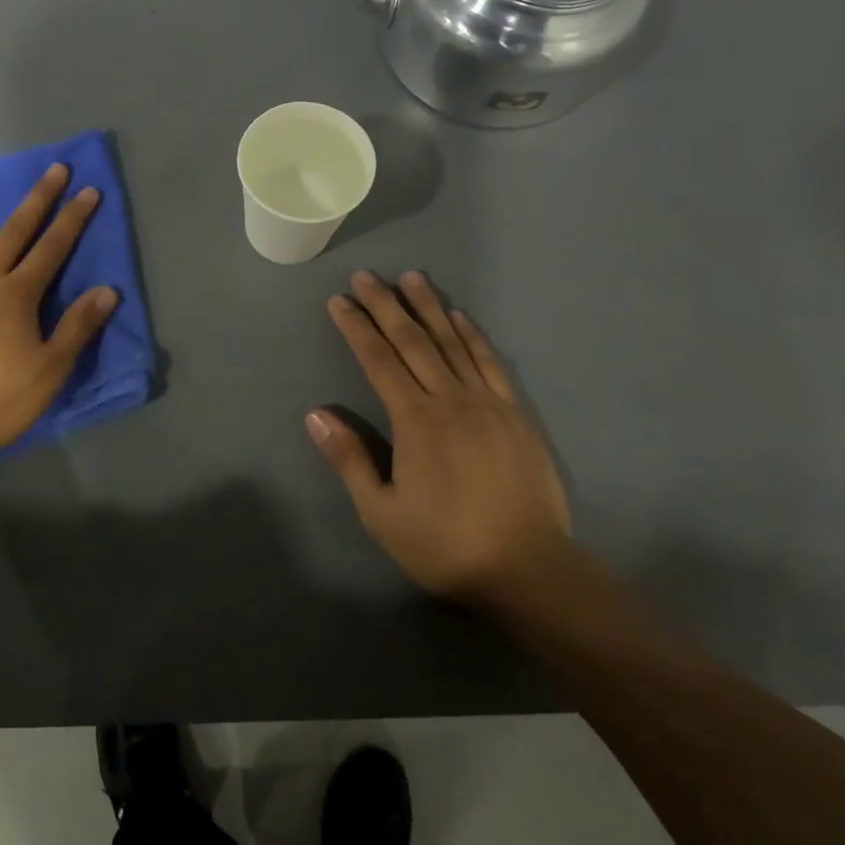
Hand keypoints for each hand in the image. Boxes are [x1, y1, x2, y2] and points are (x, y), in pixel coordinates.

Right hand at [307, 270, 569, 602]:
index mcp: (415, 420)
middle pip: (413, 341)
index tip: (340, 301)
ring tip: (412, 277)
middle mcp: (450, 399)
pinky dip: (473, 335)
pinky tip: (460, 317)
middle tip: (366, 276)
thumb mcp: (382, 513)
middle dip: (386, 305)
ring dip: (429, 307)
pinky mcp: (515, 414)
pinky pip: (490, 362)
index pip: (378, 360)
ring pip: (452, 342)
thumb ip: (349, 459)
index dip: (357, 328)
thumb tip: (315, 414)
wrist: (528, 569)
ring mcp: (488, 403)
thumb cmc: (445, 544)